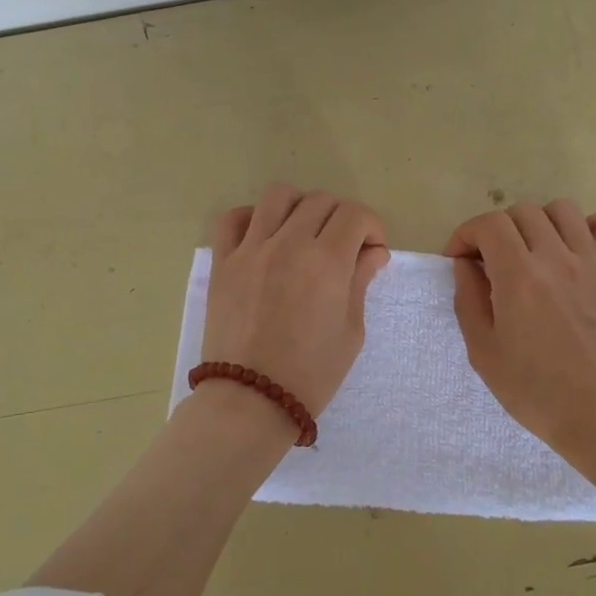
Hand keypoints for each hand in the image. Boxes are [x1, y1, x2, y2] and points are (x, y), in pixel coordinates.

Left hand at [202, 184, 390, 422]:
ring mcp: (251, 249)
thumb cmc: (312, 373)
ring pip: (278, 196)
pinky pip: (232, 218)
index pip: (355, 214)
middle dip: (341, 217)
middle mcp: (288, 243)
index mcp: (326, 261)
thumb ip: (360, 281)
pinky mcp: (222, 262)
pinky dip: (251, 217)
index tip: (371, 250)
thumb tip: (373, 252)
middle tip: (342, 247)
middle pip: (321, 201)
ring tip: (303, 231)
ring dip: (299, 206)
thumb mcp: (351, 330)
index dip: (371, 226)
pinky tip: (263, 236)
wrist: (252, 400)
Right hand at [447, 200, 595, 483]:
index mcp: (519, 277)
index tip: (460, 259)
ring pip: (565, 210)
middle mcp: (557, 259)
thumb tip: (466, 265)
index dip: (466, 234)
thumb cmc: (536, 392)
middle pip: (522, 212)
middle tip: (491, 260)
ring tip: (533, 250)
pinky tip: (583, 242)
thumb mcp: (483, 353)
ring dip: (540, 222)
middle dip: (497, 229)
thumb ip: (468, 300)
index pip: (488, 224)